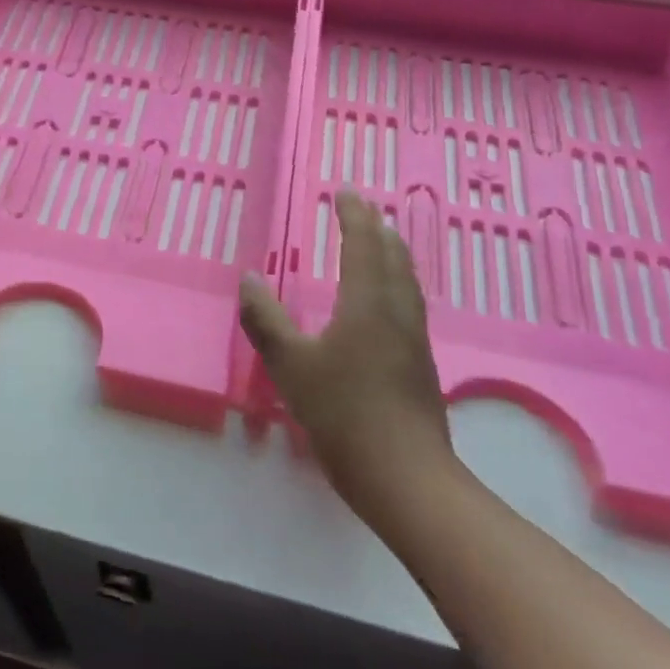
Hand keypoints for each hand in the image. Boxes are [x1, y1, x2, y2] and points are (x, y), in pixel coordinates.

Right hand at [239, 191, 452, 503]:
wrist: (406, 478)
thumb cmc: (344, 413)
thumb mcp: (290, 366)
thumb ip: (266, 320)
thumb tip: (249, 279)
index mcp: (368, 303)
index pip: (363, 244)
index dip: (354, 215)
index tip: (345, 191)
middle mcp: (397, 312)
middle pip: (394, 257)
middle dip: (376, 228)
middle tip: (361, 209)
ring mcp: (414, 340)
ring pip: (406, 281)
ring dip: (391, 253)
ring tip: (378, 242)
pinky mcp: (420, 365)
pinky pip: (408, 303)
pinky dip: (395, 281)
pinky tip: (385, 301)